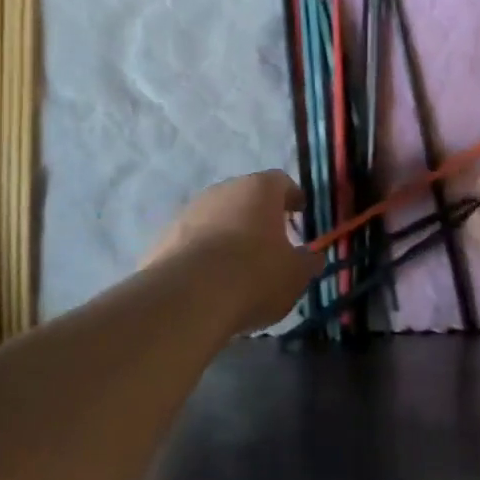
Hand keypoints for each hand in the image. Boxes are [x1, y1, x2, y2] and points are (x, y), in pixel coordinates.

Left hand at [146, 171, 322, 332]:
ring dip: (229, 233)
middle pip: (246, 197)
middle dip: (259, 216)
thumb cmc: (255, 275)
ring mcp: (190, 210)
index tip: (300, 212)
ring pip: (217, 217)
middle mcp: (223, 189)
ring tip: (238, 266)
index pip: (281, 182)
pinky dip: (204, 252)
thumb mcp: (295, 275)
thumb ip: (308, 262)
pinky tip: (210, 280)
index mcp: (260, 189)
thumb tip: (314, 256)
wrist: (189, 297)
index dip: (292, 197)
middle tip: (271, 242)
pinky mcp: (165, 235)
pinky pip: (193, 239)